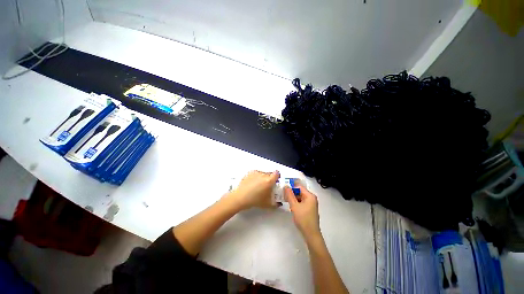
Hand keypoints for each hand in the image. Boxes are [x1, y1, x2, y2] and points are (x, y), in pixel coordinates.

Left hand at [228, 170, 279, 209]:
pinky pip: (256, 173)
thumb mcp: (267, 204)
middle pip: (270, 174)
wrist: (240, 197)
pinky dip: (256, 177)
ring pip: (263, 173)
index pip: (277, 174)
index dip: (277, 177)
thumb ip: (275, 203)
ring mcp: (256, 173)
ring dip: (263, 177)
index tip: (275, 181)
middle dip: (270, 179)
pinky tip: (253, 183)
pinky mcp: (250, 173)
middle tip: (267, 186)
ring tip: (258, 185)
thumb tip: (279, 203)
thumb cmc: (255, 200)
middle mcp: (263, 174)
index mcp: (269, 181)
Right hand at [285, 185, 320, 241]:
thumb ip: (289, 195)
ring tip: (286, 200)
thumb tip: (286, 186)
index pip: (299, 187)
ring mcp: (311, 204)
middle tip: (283, 195)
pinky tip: (291, 206)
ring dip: (293, 198)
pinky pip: (302, 202)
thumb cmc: (303, 219)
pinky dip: (296, 203)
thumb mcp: (294, 206)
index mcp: (310, 196)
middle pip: (300, 192)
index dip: (291, 187)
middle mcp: (312, 198)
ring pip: (300, 197)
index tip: (283, 189)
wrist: (311, 234)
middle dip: (292, 193)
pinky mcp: (309, 209)